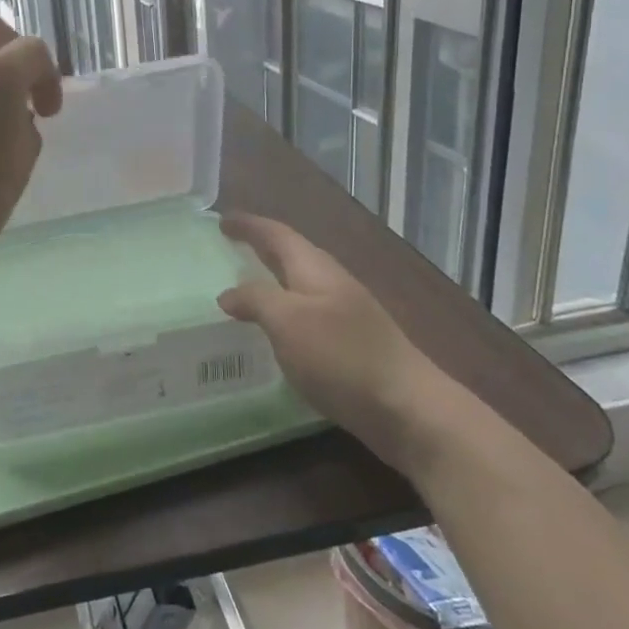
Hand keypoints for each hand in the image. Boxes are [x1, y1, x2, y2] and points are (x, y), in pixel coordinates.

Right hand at [219, 213, 458, 474]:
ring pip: (300, 285)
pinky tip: (276, 330)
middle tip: (230, 247)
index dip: (249, 226)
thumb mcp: (288, 322)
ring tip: (245, 286)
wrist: (407, 408)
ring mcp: (345, 314)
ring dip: (272, 279)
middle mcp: (332, 283)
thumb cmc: (342, 357)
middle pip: (291, 255)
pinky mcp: (351, 344)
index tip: (221, 220)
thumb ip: (256, 300)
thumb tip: (228, 294)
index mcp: (315, 270)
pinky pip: (307, 314)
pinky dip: (284, 310)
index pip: (277, 235)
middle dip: (261, 247)